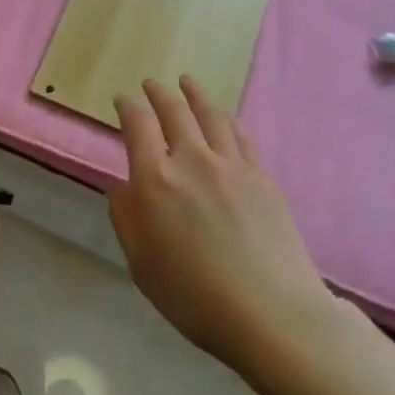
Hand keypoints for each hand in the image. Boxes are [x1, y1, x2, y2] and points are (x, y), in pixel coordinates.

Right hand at [110, 77, 337, 380]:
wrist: (272, 313)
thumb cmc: (195, 297)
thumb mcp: (141, 264)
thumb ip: (126, 218)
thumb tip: (122, 185)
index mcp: (154, 180)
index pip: (137, 125)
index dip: (128, 106)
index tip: (123, 99)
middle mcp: (191, 160)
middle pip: (174, 111)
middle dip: (158, 93)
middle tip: (151, 84)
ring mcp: (231, 164)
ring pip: (210, 115)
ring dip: (194, 94)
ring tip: (187, 82)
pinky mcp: (261, 176)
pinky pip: (240, 134)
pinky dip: (226, 118)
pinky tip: (223, 116)